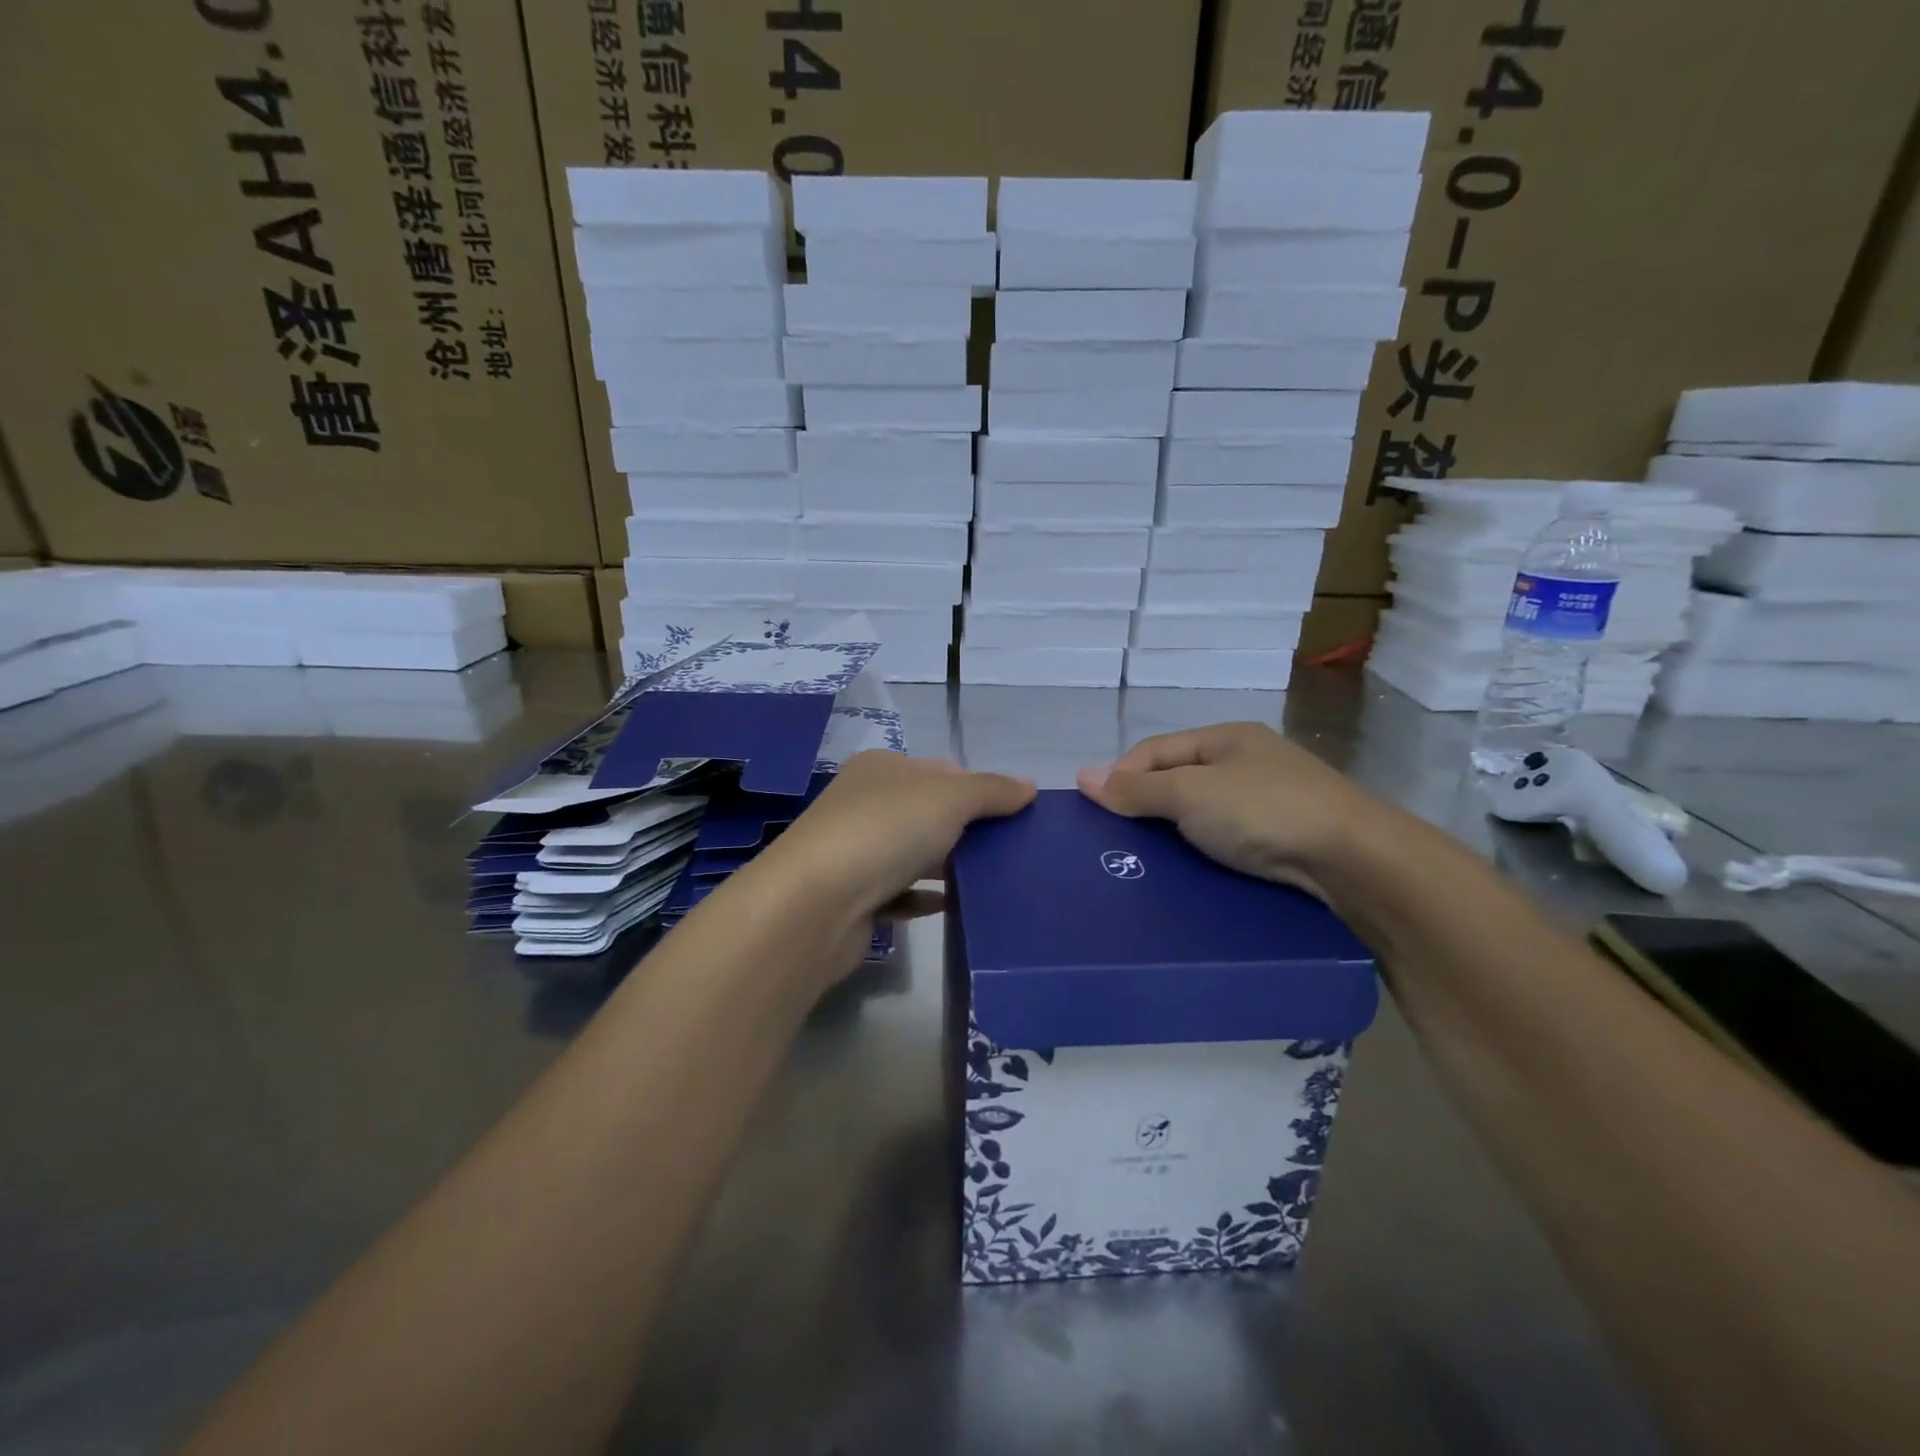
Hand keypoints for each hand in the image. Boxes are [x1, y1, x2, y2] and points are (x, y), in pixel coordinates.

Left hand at [745, 748, 1034, 929]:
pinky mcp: (852, 898)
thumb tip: (1029, 786)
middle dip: (967, 829)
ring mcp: (854, 852)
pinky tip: (952, 906)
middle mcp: (863, 803)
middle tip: (1011, 850)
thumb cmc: (885, 831)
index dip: (978, 787)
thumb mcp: (949, 797)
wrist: (815, 904)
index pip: (940, 770)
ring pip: (912, 853)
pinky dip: (924, 897)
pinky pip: (898, 893)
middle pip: (926, 812)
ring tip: (993, 880)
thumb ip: (991, 790)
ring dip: (947, 864)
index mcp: (881, 769)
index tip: (1014, 814)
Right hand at [1078, 722, 1390, 897]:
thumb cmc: (1262, 810)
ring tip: (1147, 862)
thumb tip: (1082, 776)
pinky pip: (1229, 838)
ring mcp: (1271, 799)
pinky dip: (1204, 851)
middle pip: (1179, 779)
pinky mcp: (1286, 836)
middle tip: (1118, 841)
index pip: (1155, 749)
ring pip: (1204, 812)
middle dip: (1146, 805)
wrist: (1353, 859)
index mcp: (1225, 737)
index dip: (1121, 774)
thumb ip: (1136, 788)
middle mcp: (1248, 761)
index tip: (1096, 810)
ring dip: (1174, 832)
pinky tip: (1191, 872)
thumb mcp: (1189, 794)